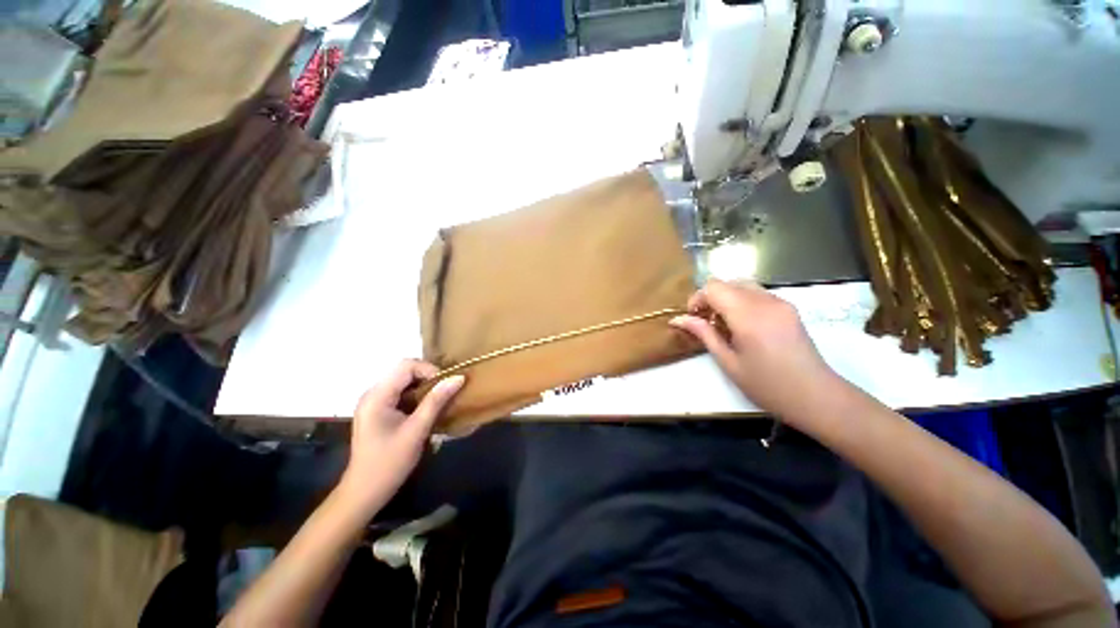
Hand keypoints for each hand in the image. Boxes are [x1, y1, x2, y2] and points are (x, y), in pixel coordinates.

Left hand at [337, 360, 464, 515]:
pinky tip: (427, 410)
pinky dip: (417, 396)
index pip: (406, 366)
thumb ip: (436, 401)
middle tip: (445, 393)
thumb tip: (458, 378)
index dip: (430, 370)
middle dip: (428, 378)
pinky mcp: (378, 410)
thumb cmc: (389, 463)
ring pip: (404, 381)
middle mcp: (373, 393)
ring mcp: (374, 402)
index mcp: (377, 396)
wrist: (364, 493)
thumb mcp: (416, 431)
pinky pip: (401, 392)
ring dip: (424, 387)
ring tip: (440, 401)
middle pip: (405, 371)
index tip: (446, 386)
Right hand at [670, 279, 838, 424]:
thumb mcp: (728, 362)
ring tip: (724, 323)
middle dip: (710, 297)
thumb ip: (703, 334)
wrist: (816, 396)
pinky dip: (742, 300)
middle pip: (727, 282)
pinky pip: (758, 293)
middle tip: (706, 321)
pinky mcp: (789, 308)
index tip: (694, 318)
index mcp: (748, 316)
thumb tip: (677, 319)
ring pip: (743, 284)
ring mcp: (780, 302)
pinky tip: (743, 324)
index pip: (713, 287)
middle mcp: (765, 302)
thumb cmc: (767, 385)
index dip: (698, 298)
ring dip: (727, 297)